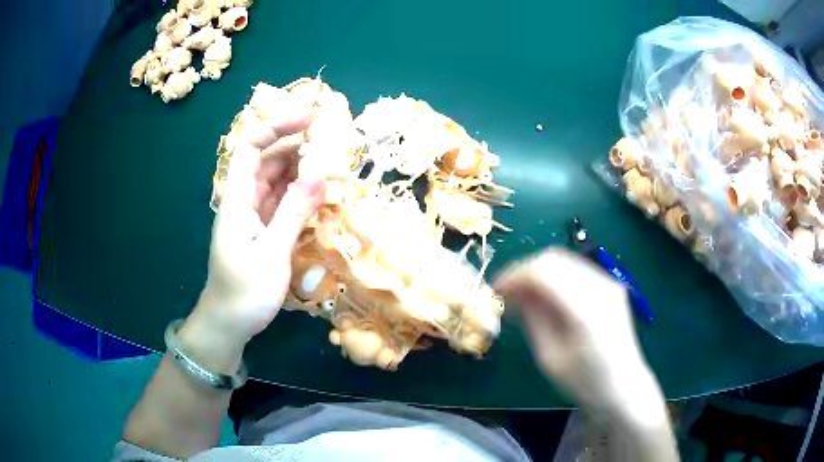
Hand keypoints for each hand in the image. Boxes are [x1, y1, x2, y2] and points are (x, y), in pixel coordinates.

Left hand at [184, 91, 323, 355]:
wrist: (229, 323)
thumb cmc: (245, 292)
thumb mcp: (272, 253)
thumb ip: (294, 212)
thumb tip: (320, 173)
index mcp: (237, 199)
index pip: (251, 147)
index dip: (276, 127)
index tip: (309, 119)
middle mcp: (244, 200)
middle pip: (267, 159)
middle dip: (297, 145)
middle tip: (333, 142)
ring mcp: (254, 214)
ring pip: (277, 179)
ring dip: (302, 168)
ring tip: (334, 162)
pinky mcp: (263, 229)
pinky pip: (283, 200)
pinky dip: (301, 192)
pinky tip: (322, 192)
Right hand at [494, 248, 661, 417]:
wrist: (624, 387)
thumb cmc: (585, 382)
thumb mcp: (550, 358)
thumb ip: (533, 319)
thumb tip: (514, 293)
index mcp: (585, 309)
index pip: (543, 271)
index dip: (514, 274)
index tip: (495, 289)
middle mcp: (600, 287)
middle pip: (554, 258)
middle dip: (525, 270)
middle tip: (506, 292)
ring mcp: (609, 283)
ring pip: (564, 260)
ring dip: (539, 272)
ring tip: (523, 296)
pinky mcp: (611, 286)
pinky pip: (576, 270)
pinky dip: (555, 277)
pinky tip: (546, 297)